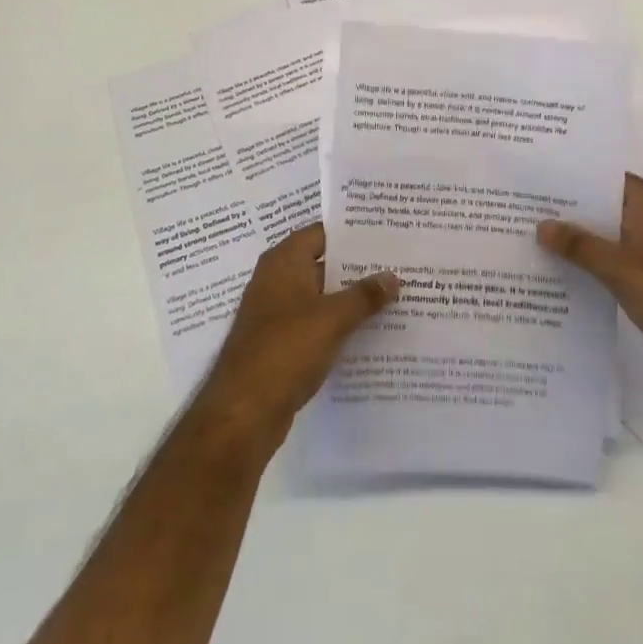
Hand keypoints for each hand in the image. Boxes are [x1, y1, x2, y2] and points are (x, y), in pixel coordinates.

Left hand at [195, 225, 400, 443]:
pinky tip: (369, 332)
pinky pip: (315, 323)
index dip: (352, 232)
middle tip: (397, 264)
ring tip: (393, 296)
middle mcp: (277, 280)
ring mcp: (276, 313)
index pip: (321, 233)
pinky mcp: (280, 343)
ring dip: (350, 298)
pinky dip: (338, 324)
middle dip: (357, 266)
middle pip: (322, 263)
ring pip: (320, 296)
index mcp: (284, 262)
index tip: (385, 232)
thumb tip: (393, 276)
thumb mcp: (332, 319)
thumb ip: (364, 295)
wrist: (244, 411)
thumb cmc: (286, 349)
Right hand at [538, 173, 642, 407]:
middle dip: (571, 207)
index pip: (610, 177)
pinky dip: (593, 261)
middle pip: (607, 206)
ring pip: (610, 235)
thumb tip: (541, 225)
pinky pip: (616, 261)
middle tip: (527, 204)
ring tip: (535, 233)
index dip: (576, 174)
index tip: (540, 174)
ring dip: (580, 237)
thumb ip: (580, 246)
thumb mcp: (621, 269)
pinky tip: (562, 268)